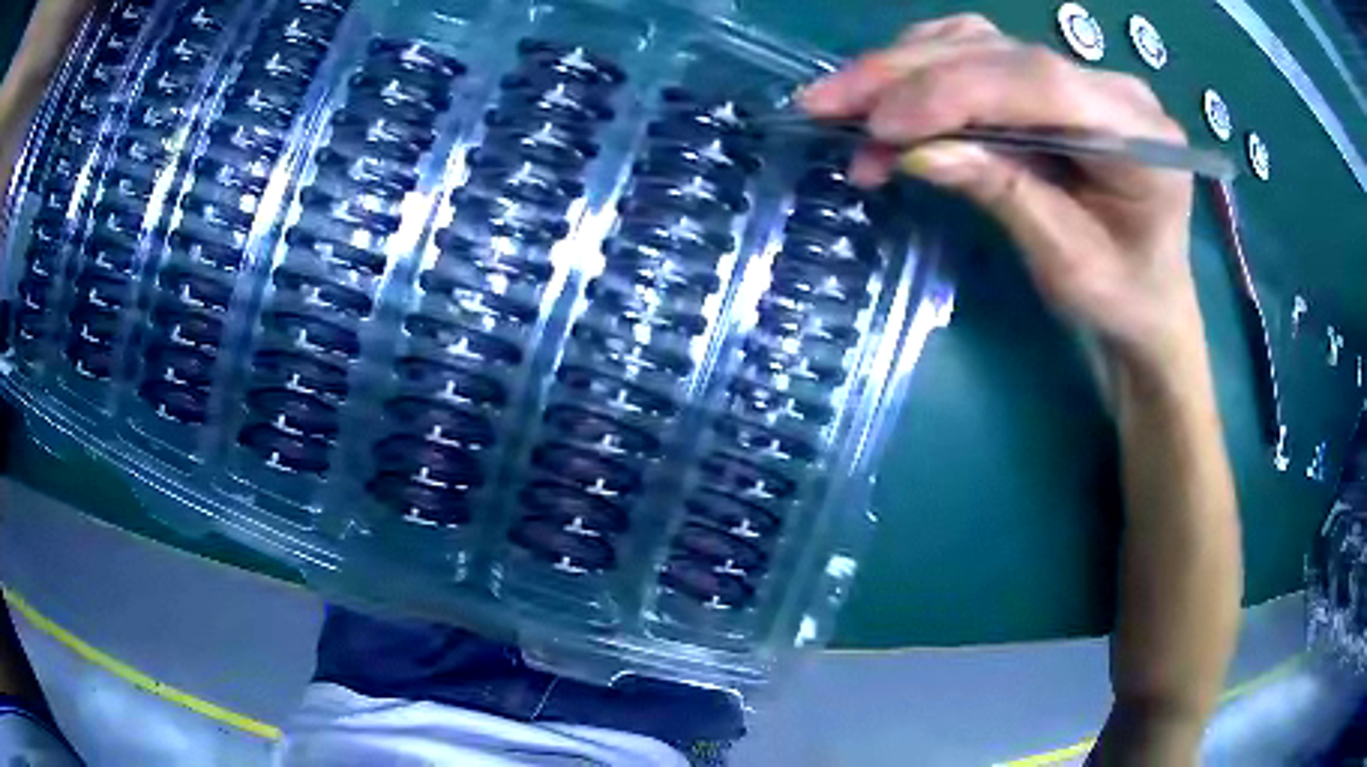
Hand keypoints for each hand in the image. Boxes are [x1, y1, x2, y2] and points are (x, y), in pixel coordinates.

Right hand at [801, 15, 1201, 374]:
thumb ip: (1004, 193)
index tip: (879, 126)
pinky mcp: (1052, 86)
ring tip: (843, 105)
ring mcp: (1080, 78)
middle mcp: (1112, 88)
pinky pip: (979, 57)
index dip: (953, 93)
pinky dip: (923, 72)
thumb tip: (915, 150)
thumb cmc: (1121, 300)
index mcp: (1139, 135)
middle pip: (999, 53)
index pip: (1038, 83)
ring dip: (903, 68)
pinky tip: (888, 97)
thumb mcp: (1068, 263)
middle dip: (907, 75)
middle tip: (826, 103)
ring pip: (979, 44)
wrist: (1147, 304)